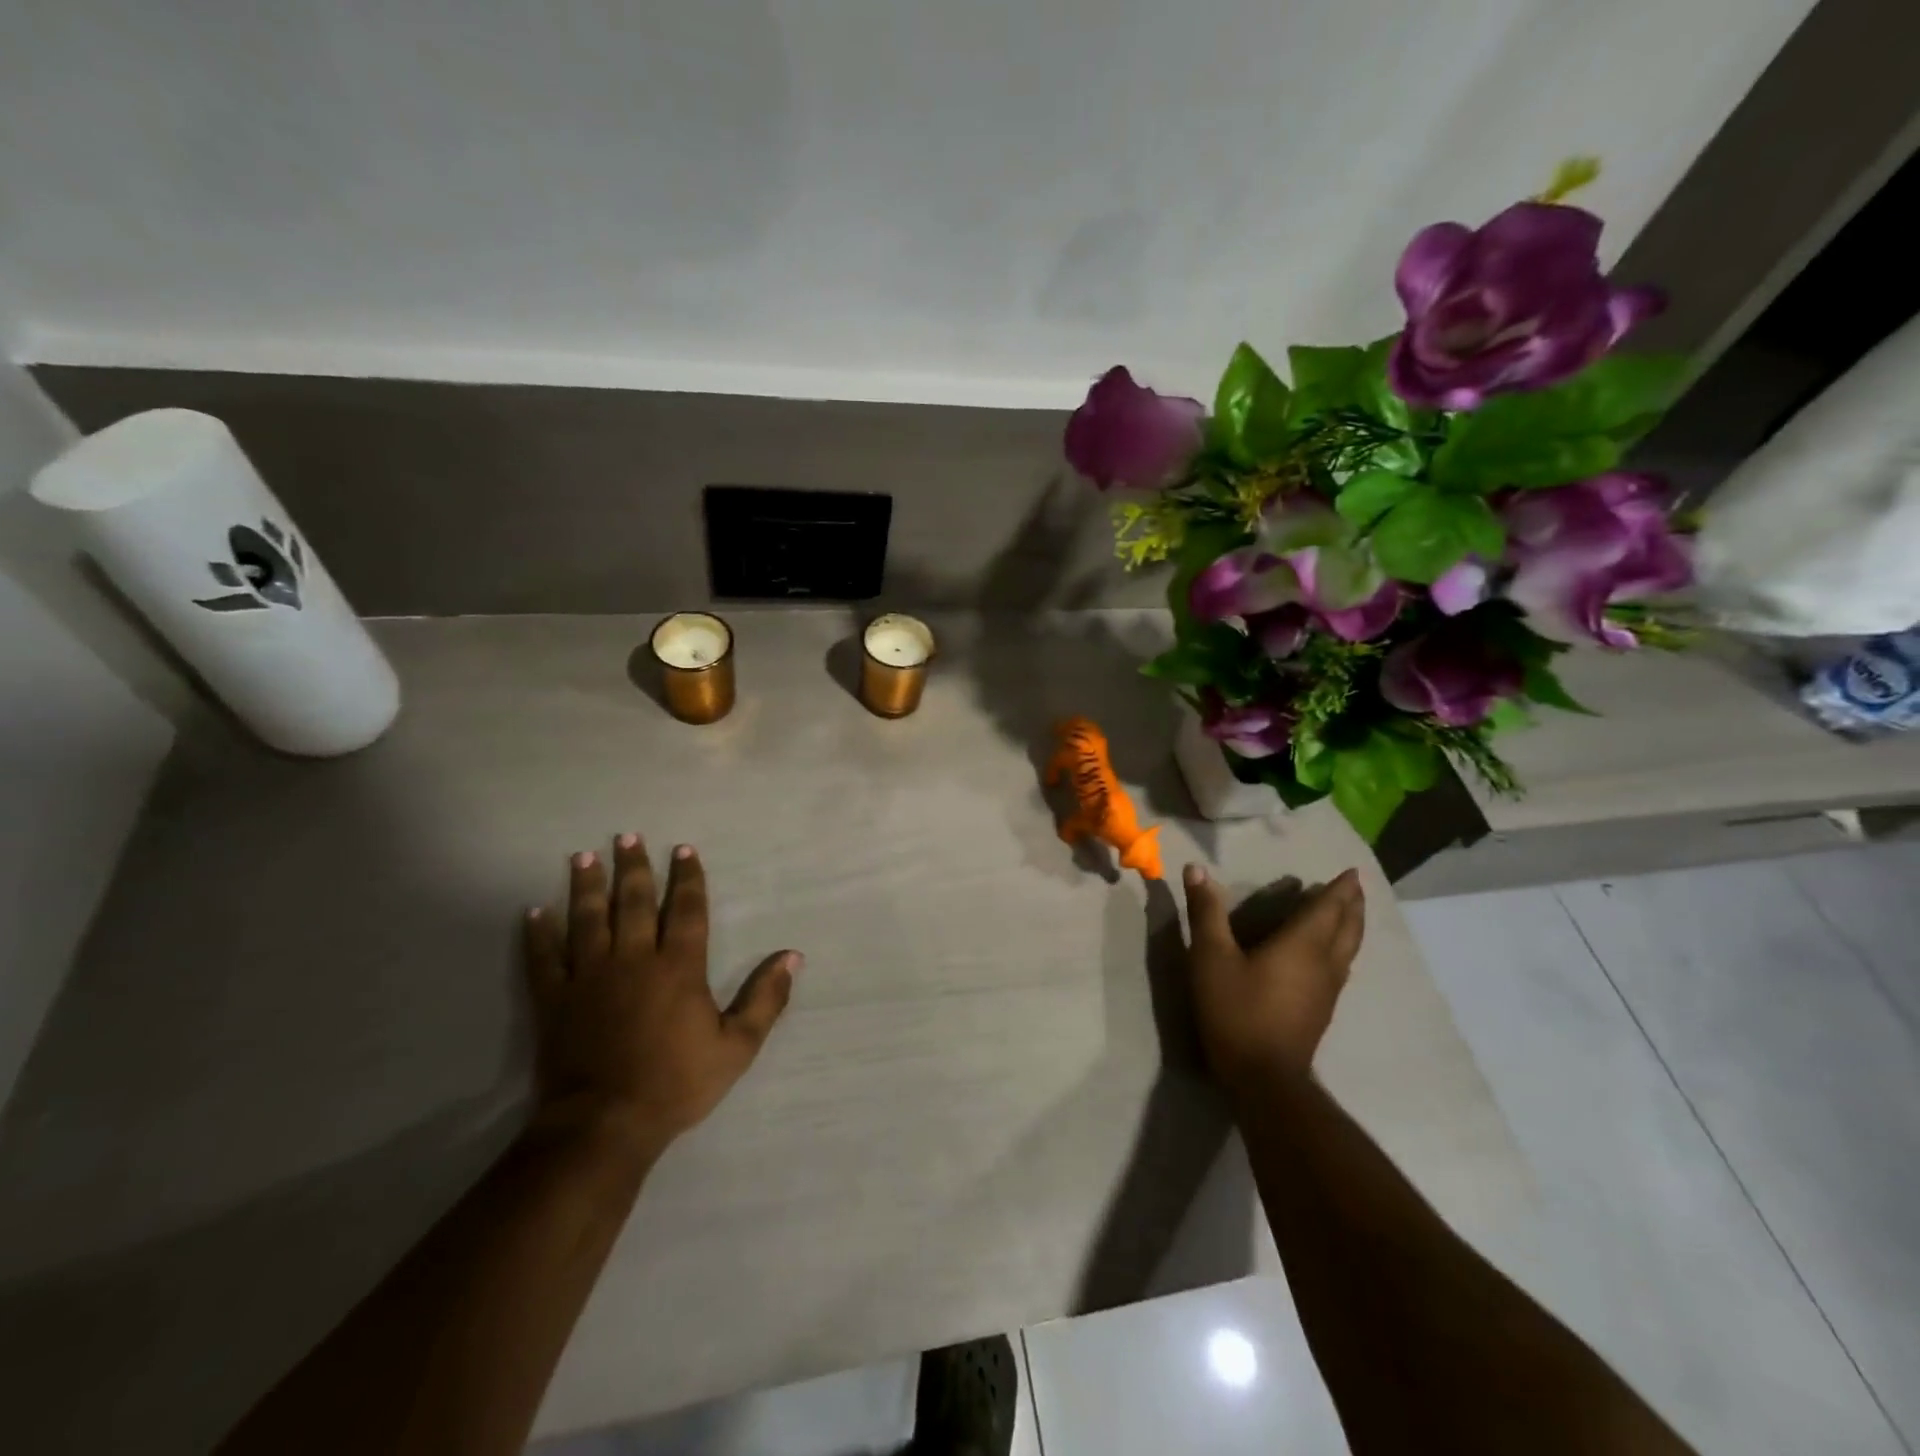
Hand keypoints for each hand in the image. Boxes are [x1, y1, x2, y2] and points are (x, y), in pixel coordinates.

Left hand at [523, 836, 799, 1158]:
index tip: (683, 850)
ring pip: (587, 919)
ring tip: (582, 856)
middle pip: (633, 902)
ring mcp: (589, 977)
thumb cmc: (676, 1083)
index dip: (687, 878)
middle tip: (627, 836)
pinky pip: (544, 959)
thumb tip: (793, 956)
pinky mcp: (555, 1000)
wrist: (605, 1124)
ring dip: (586, 886)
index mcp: (678, 967)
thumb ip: (766, 998)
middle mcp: (633, 959)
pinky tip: (533, 912)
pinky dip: (538, 935)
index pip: (686, 910)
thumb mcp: (737, 1046)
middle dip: (633, 867)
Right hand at [1181, 863, 1364, 1092]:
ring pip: (1348, 949)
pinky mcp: (1322, 1010)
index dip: (1340, 889)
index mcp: (1302, 945)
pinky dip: (1342, 949)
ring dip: (1351, 927)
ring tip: (1348, 914)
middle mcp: (1324, 963)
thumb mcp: (1211, 957)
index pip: (1328, 908)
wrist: (1263, 1078)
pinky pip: (1341, 967)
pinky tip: (1331, 956)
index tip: (1353, 872)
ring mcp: (1327, 990)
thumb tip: (1196, 869)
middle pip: (1347, 928)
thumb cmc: (1237, 1011)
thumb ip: (1206, 912)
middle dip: (1352, 905)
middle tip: (1356, 887)